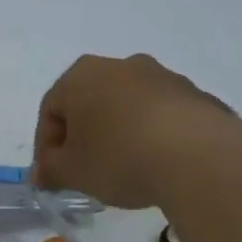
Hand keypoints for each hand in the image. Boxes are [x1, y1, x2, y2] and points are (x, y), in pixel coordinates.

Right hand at [32, 54, 240, 208]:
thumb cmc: (120, 157)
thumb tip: (41, 172)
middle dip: (83, 136)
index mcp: (82, 75)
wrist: (200, 157)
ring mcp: (162, 77)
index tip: (53, 176)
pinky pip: (162, 116)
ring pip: (127, 107)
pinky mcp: (196, 95)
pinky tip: (159, 165)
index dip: (46, 146)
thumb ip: (50, 170)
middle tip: (85, 171)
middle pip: (89, 103)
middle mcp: (120, 65)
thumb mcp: (73, 172)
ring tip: (125, 170)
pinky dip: (153, 136)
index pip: (51, 109)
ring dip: (119, 134)